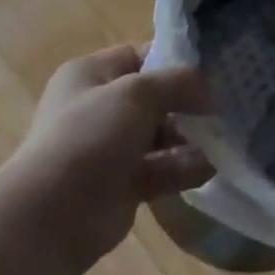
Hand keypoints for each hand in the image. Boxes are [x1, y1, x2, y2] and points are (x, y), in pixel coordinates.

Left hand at [0, 45, 213, 274]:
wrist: (48, 219)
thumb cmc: (89, 136)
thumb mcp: (138, 92)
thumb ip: (179, 82)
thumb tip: (209, 91)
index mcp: (91, 74)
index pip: (142, 55)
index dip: (176, 58)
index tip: (213, 66)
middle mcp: (98, 108)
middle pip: (154, 97)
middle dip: (189, 100)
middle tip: (227, 100)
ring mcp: (109, 150)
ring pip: (160, 135)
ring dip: (191, 135)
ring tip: (226, 133)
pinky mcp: (120, 188)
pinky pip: (160, 170)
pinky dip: (184, 167)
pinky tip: (212, 166)